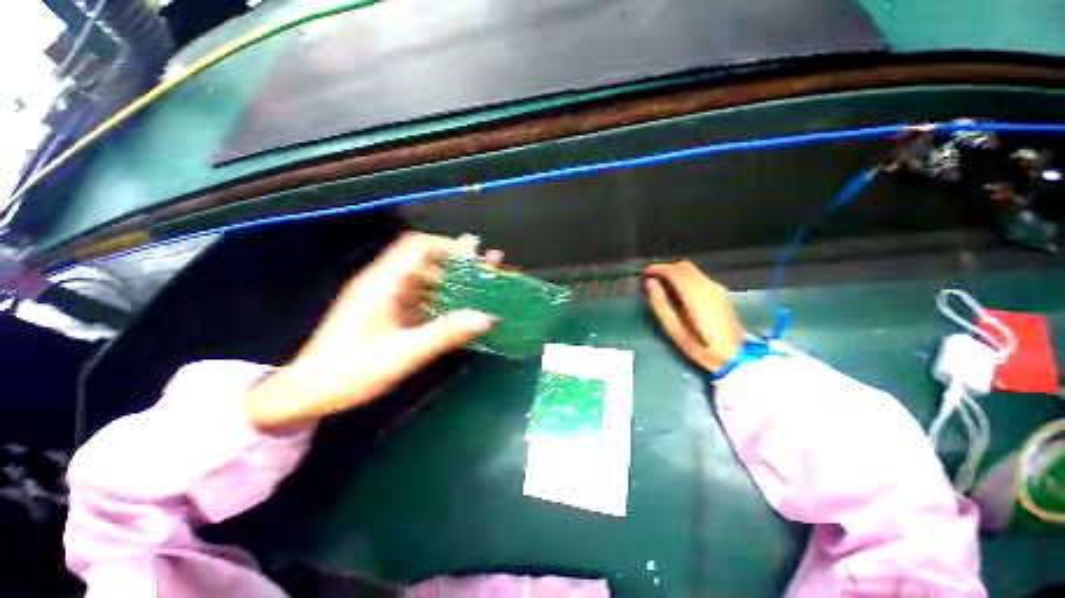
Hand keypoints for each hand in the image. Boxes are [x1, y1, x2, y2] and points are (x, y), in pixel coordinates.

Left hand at [246, 233, 495, 430]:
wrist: (308, 392)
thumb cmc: (351, 371)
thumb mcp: (404, 354)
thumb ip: (445, 334)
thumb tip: (485, 318)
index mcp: (383, 283)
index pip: (419, 246)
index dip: (450, 247)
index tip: (477, 260)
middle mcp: (384, 282)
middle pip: (426, 260)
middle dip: (458, 266)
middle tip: (486, 276)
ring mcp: (385, 297)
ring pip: (424, 279)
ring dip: (451, 284)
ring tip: (478, 294)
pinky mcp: (386, 311)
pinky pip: (419, 296)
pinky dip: (440, 300)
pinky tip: (456, 313)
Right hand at [644, 261, 743, 373]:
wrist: (734, 355)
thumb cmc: (699, 346)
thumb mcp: (673, 328)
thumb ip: (660, 303)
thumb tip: (651, 283)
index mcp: (695, 294)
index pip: (674, 271)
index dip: (657, 269)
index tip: (644, 274)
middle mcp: (708, 285)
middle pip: (683, 266)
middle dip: (665, 269)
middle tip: (651, 279)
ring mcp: (716, 288)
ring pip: (691, 270)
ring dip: (674, 273)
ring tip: (661, 285)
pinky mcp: (720, 292)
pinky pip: (698, 277)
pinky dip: (684, 278)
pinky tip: (677, 291)